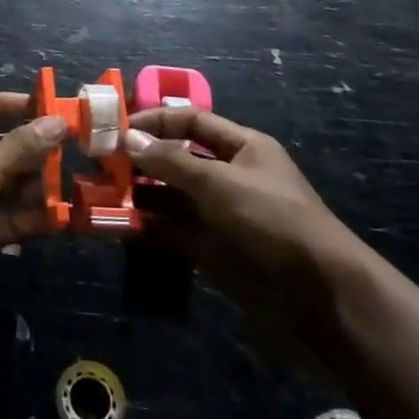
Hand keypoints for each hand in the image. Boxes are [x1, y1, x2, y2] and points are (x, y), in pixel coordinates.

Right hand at [122, 109, 364, 337]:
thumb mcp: (220, 182)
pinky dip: (145, 227)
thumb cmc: (273, 220)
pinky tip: (116, 225)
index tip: (116, 130)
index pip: (191, 122)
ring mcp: (218, 215)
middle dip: (139, 160)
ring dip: (136, 195)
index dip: (154, 121)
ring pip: (168, 197)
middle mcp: (228, 176)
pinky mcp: (210, 250)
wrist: (320, 297)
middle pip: (175, 159)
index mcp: (242, 148)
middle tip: (98, 164)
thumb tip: (127, 138)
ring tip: (98, 195)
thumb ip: (170, 160)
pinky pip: (170, 231)